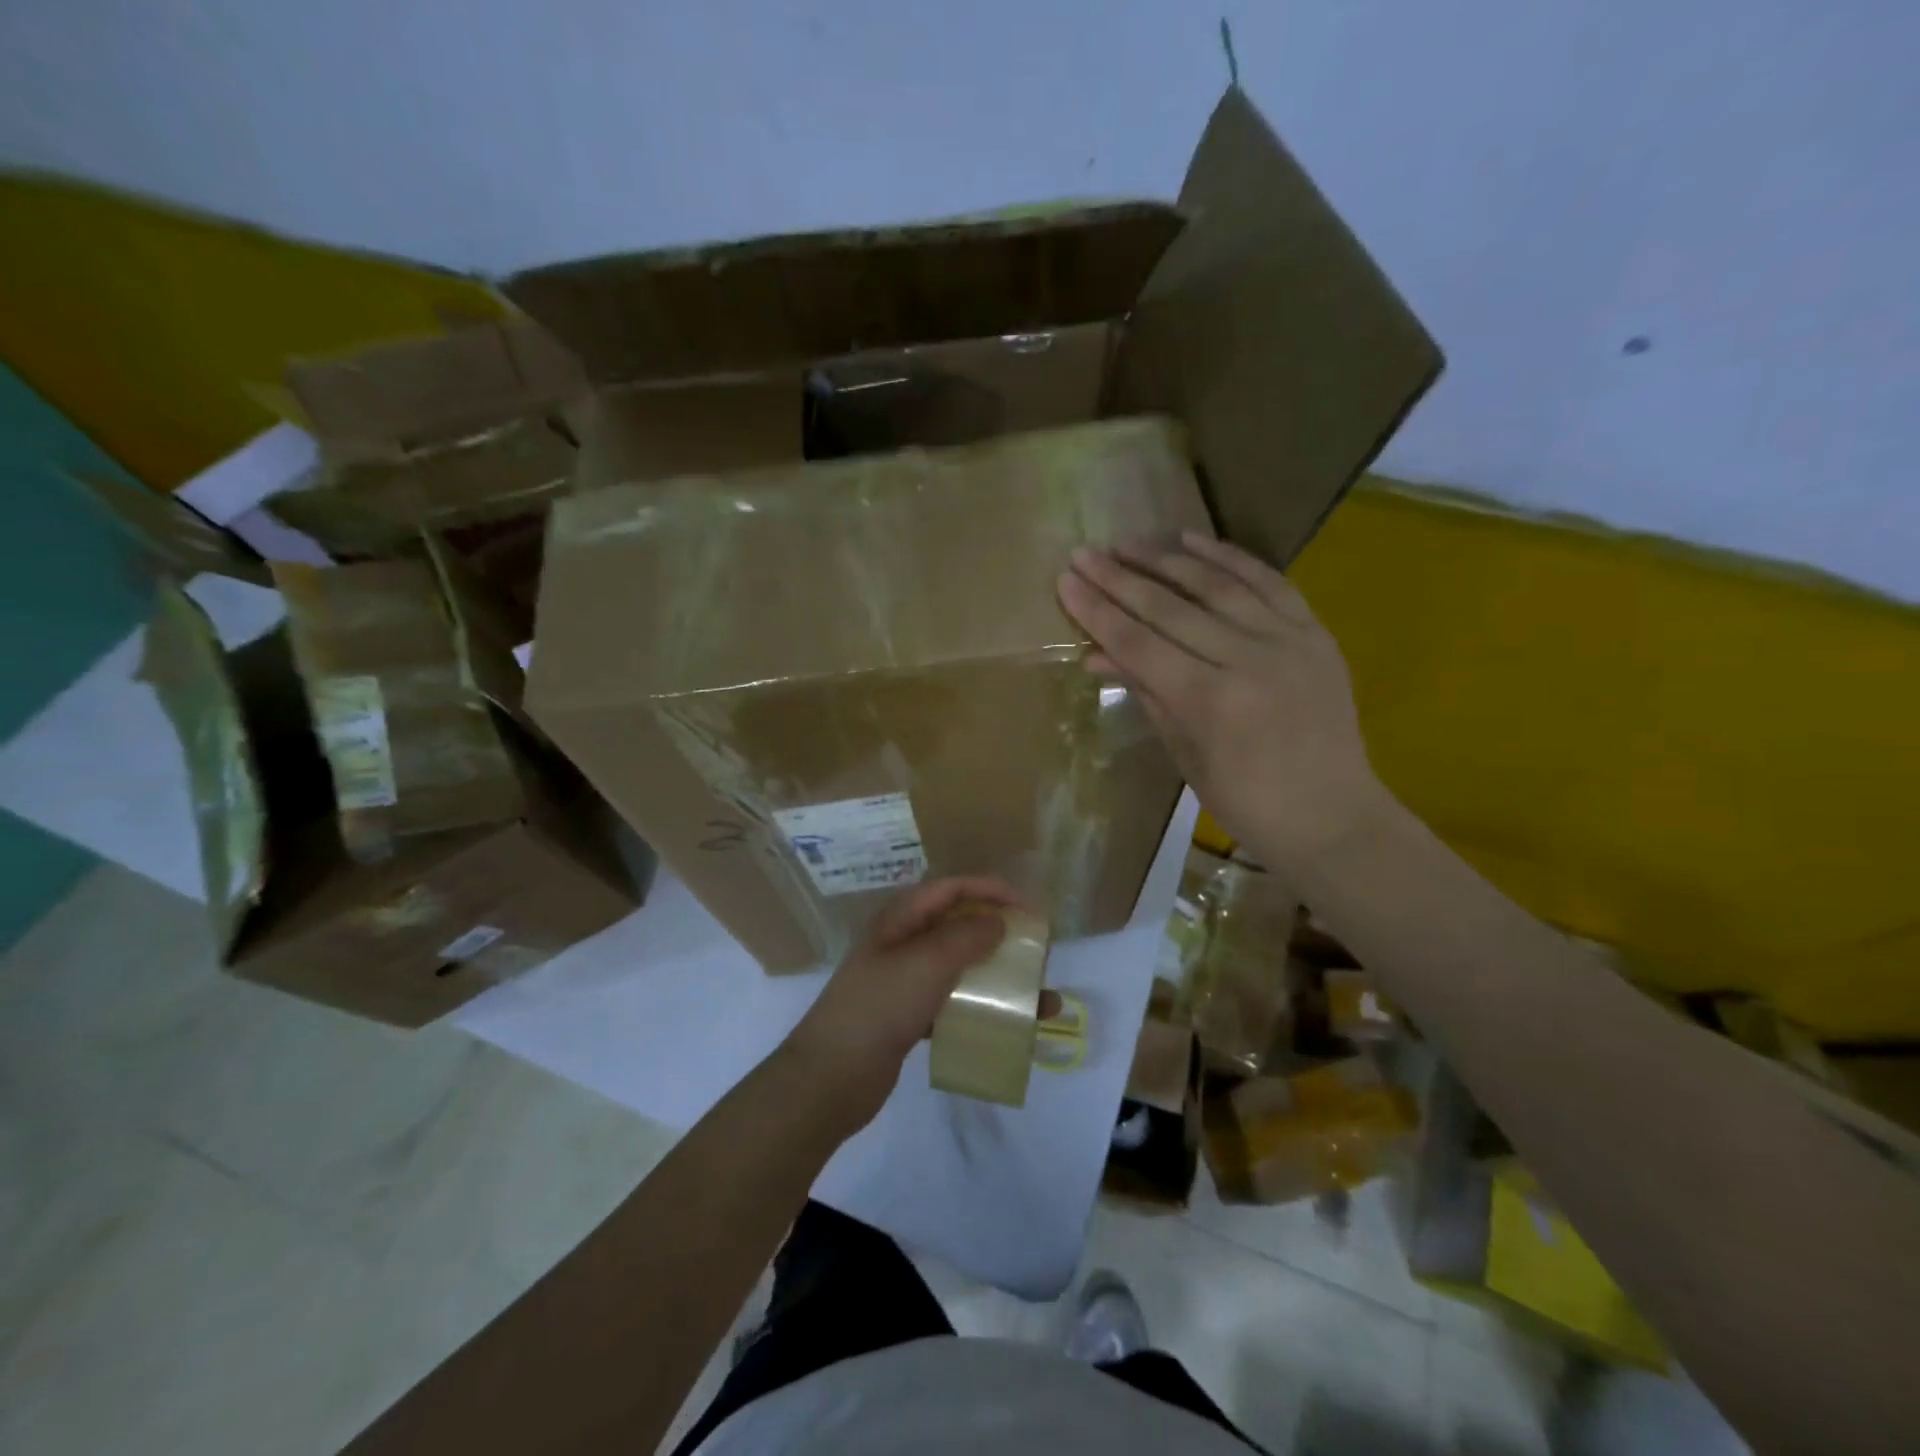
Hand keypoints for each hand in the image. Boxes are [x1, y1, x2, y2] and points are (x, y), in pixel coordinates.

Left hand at [782, 877, 1025, 1133]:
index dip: (992, 890)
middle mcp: (904, 943)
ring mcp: (905, 981)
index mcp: (901, 919)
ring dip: (1000, 977)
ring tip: (1041, 1000)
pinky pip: (954, 1003)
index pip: (953, 889)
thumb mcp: (925, 964)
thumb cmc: (878, 1008)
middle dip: (1002, 935)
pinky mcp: (909, 1016)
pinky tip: (1008, 1026)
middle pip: (960, 926)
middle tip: (1038, 952)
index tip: (1031, 908)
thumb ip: (965, 937)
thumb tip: (998, 920)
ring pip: (961, 967)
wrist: (829, 1078)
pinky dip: (981, 1009)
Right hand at [1057, 531, 1385, 870]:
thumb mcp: (1183, 753)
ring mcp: (1286, 640)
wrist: (1331, 814)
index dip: (1098, 610)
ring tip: (1128, 541)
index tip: (1066, 580)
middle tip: (1084, 553)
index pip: (1139, 642)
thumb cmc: (1245, 801)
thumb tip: (1096, 654)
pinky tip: (1193, 539)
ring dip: (1167, 558)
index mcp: (1208, 701)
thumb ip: (1145, 692)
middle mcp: (1246, 659)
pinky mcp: (1314, 631)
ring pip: (1217, 584)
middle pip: (1170, 607)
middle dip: (1120, 577)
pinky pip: (1267, 580)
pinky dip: (1228, 557)